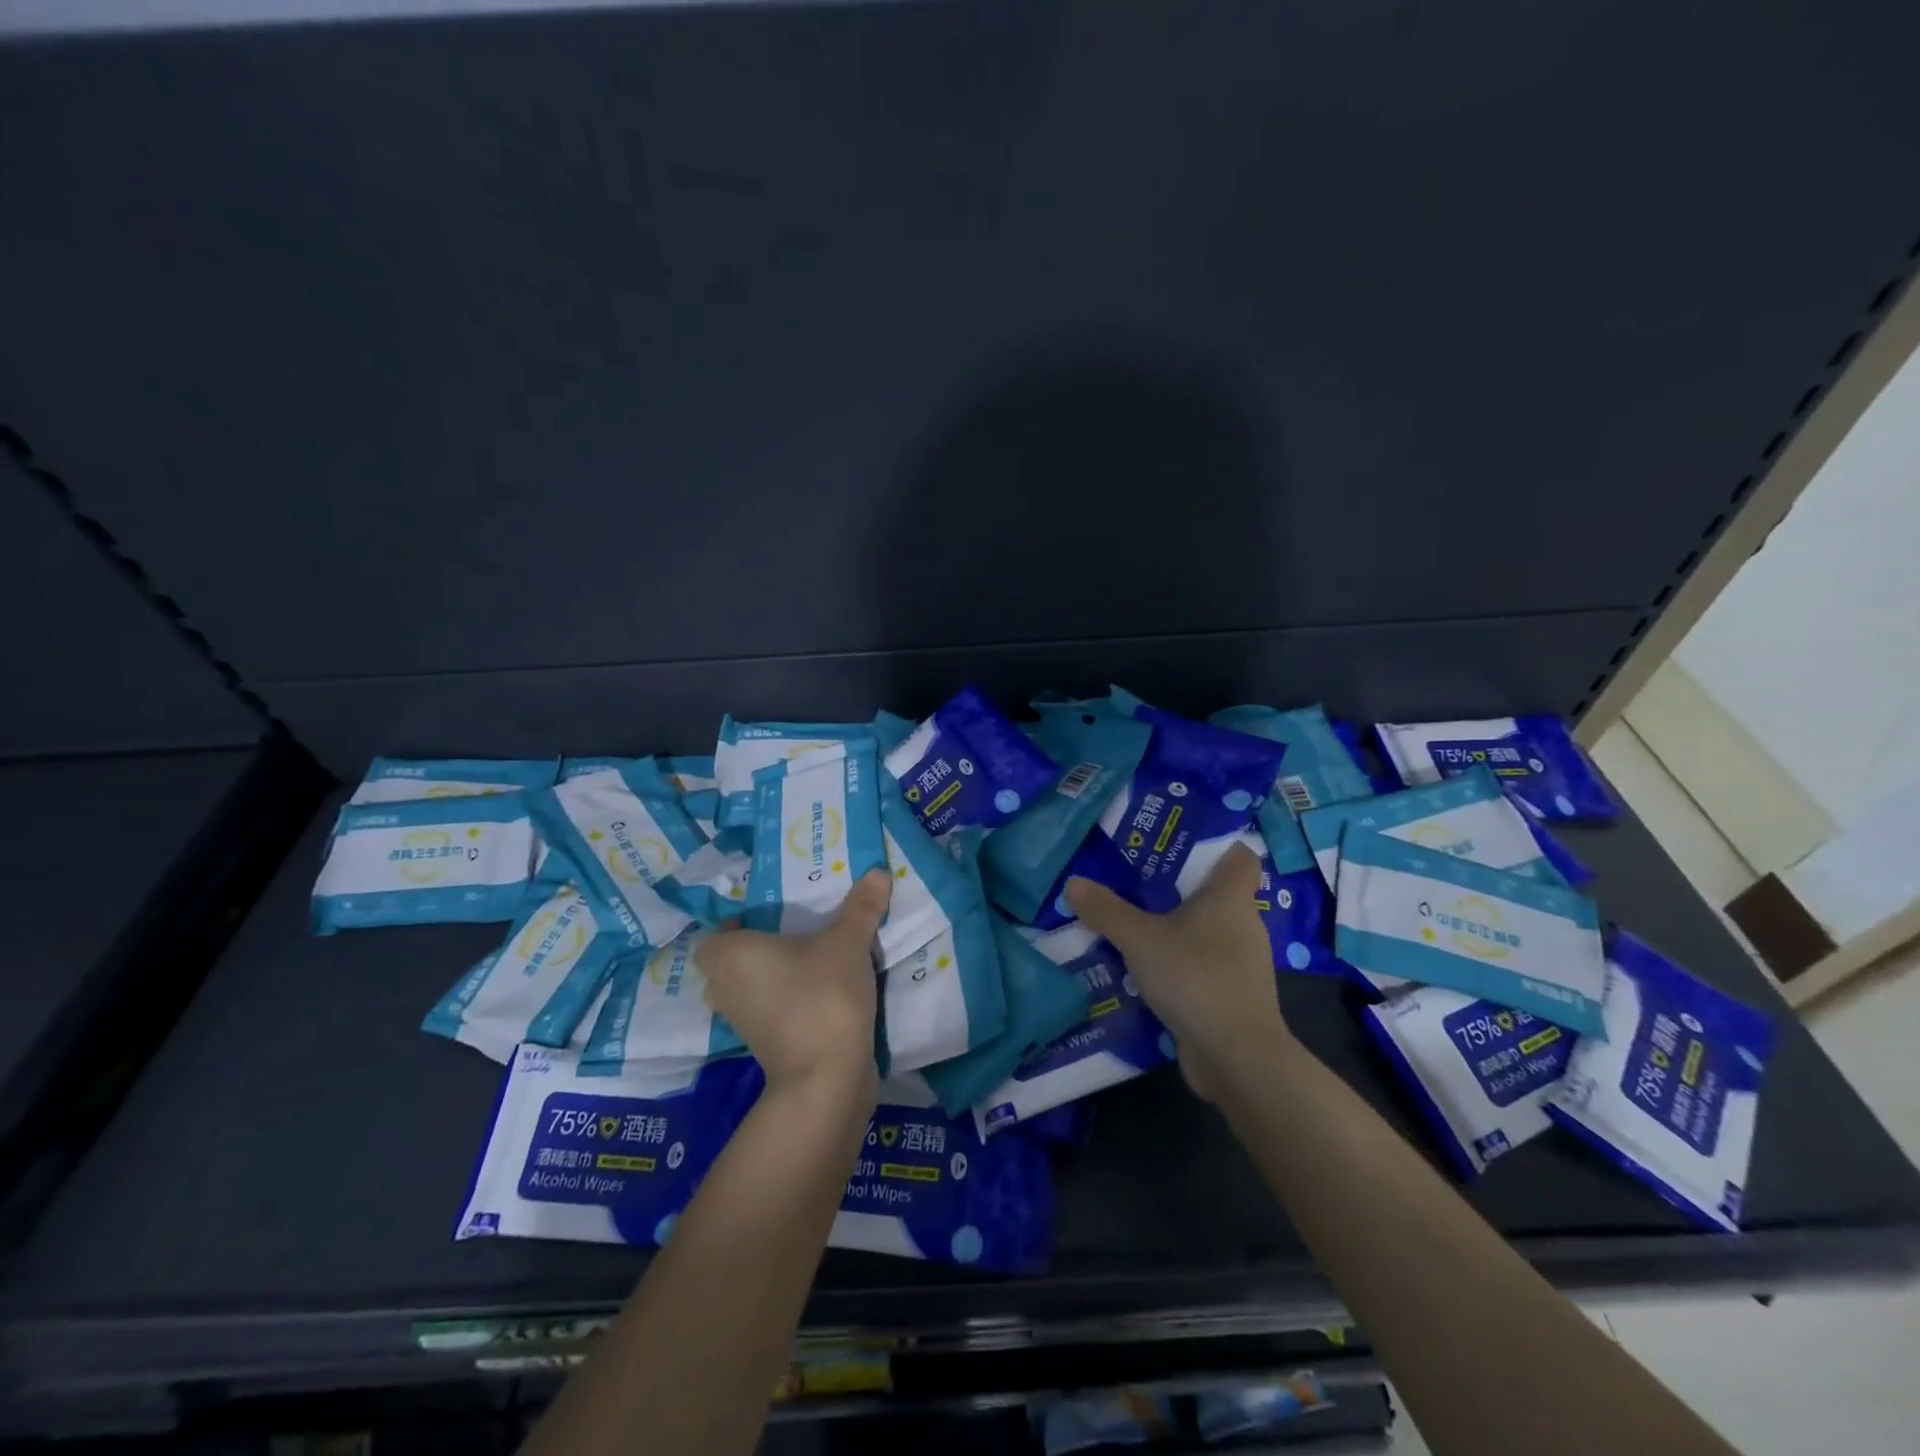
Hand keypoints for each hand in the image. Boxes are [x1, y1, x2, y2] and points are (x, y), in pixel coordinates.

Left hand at [697, 870, 890, 1099]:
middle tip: (789, 931)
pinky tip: (813, 989)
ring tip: (804, 958)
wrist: (826, 1076)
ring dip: (766, 976)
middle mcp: (725, 986)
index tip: (766, 914)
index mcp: (731, 955)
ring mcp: (740, 1020)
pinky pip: (762, 1010)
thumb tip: (879, 871)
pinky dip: (779, 1000)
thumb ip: (861, 907)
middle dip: (751, 949)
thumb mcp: (848, 943)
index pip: (713, 935)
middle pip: (726, 961)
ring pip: (744, 988)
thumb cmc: (822, 995)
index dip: (733, 925)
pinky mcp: (760, 1044)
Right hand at [1067, 842, 1294, 1102]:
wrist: (1237, 1057)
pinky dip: (1179, 964)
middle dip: (1179, 888)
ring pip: (1207, 932)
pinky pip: (1203, 966)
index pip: (1239, 857)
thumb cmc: (1196, 978)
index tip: (1179, 845)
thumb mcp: (1140, 940)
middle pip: (1215, 894)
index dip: (1216, 846)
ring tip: (1134, 925)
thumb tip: (1073, 883)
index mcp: (1230, 898)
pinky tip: (1146, 971)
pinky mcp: (1232, 995)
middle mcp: (1244, 925)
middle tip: (1137, 881)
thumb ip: (1106, 910)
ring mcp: (1241, 963)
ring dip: (1176, 929)